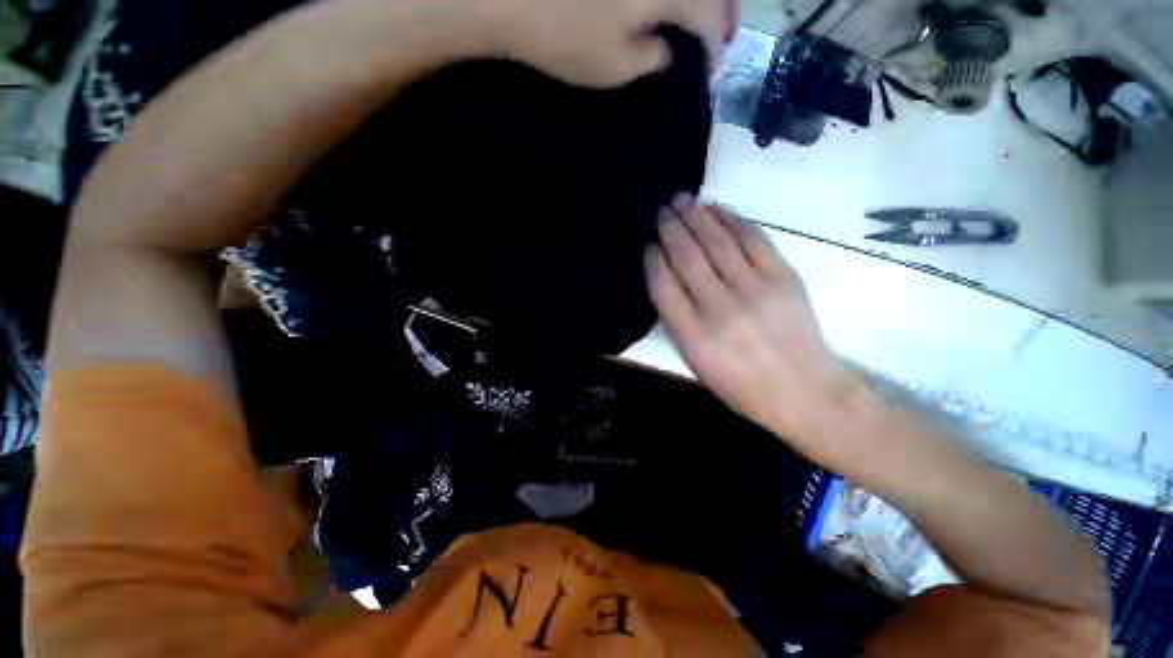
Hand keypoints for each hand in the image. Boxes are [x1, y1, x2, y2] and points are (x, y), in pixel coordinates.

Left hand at [478, 0, 727, 86]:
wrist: (510, 0)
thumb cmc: (566, 39)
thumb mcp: (616, 66)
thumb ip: (652, 59)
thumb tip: (667, 51)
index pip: (708, 18)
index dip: (714, 50)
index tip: (712, 76)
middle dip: (720, 15)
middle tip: (722, 40)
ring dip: (701, 1)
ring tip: (701, 22)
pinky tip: (669, 9)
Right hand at [646, 195, 873, 463]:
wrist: (804, 391)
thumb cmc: (741, 386)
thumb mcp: (696, 365)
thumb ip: (677, 324)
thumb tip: (668, 281)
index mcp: (693, 336)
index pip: (663, 286)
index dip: (653, 261)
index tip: (649, 245)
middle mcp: (719, 308)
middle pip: (688, 258)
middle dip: (671, 229)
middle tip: (662, 210)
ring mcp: (754, 289)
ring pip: (717, 242)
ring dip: (697, 216)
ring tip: (683, 199)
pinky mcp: (783, 277)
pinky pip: (753, 239)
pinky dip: (732, 220)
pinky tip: (718, 209)